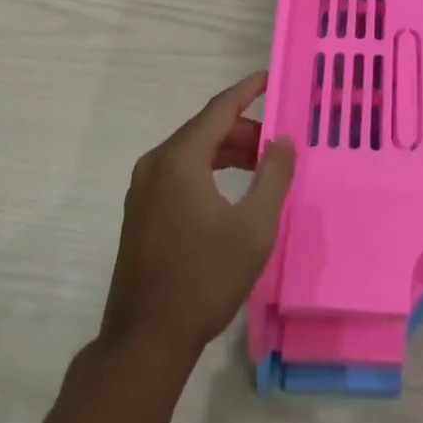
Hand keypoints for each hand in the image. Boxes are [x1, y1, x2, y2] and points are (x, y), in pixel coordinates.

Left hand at [99, 72, 296, 357]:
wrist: (144, 344)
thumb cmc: (203, 280)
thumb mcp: (253, 228)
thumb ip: (273, 176)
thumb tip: (283, 141)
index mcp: (180, 158)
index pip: (219, 108)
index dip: (247, 90)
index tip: (271, 78)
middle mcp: (156, 163)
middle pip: (205, 129)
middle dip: (243, 129)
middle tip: (276, 142)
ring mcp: (143, 188)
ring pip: (192, 151)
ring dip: (226, 151)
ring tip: (259, 166)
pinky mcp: (139, 212)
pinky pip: (179, 172)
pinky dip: (207, 169)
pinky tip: (229, 191)